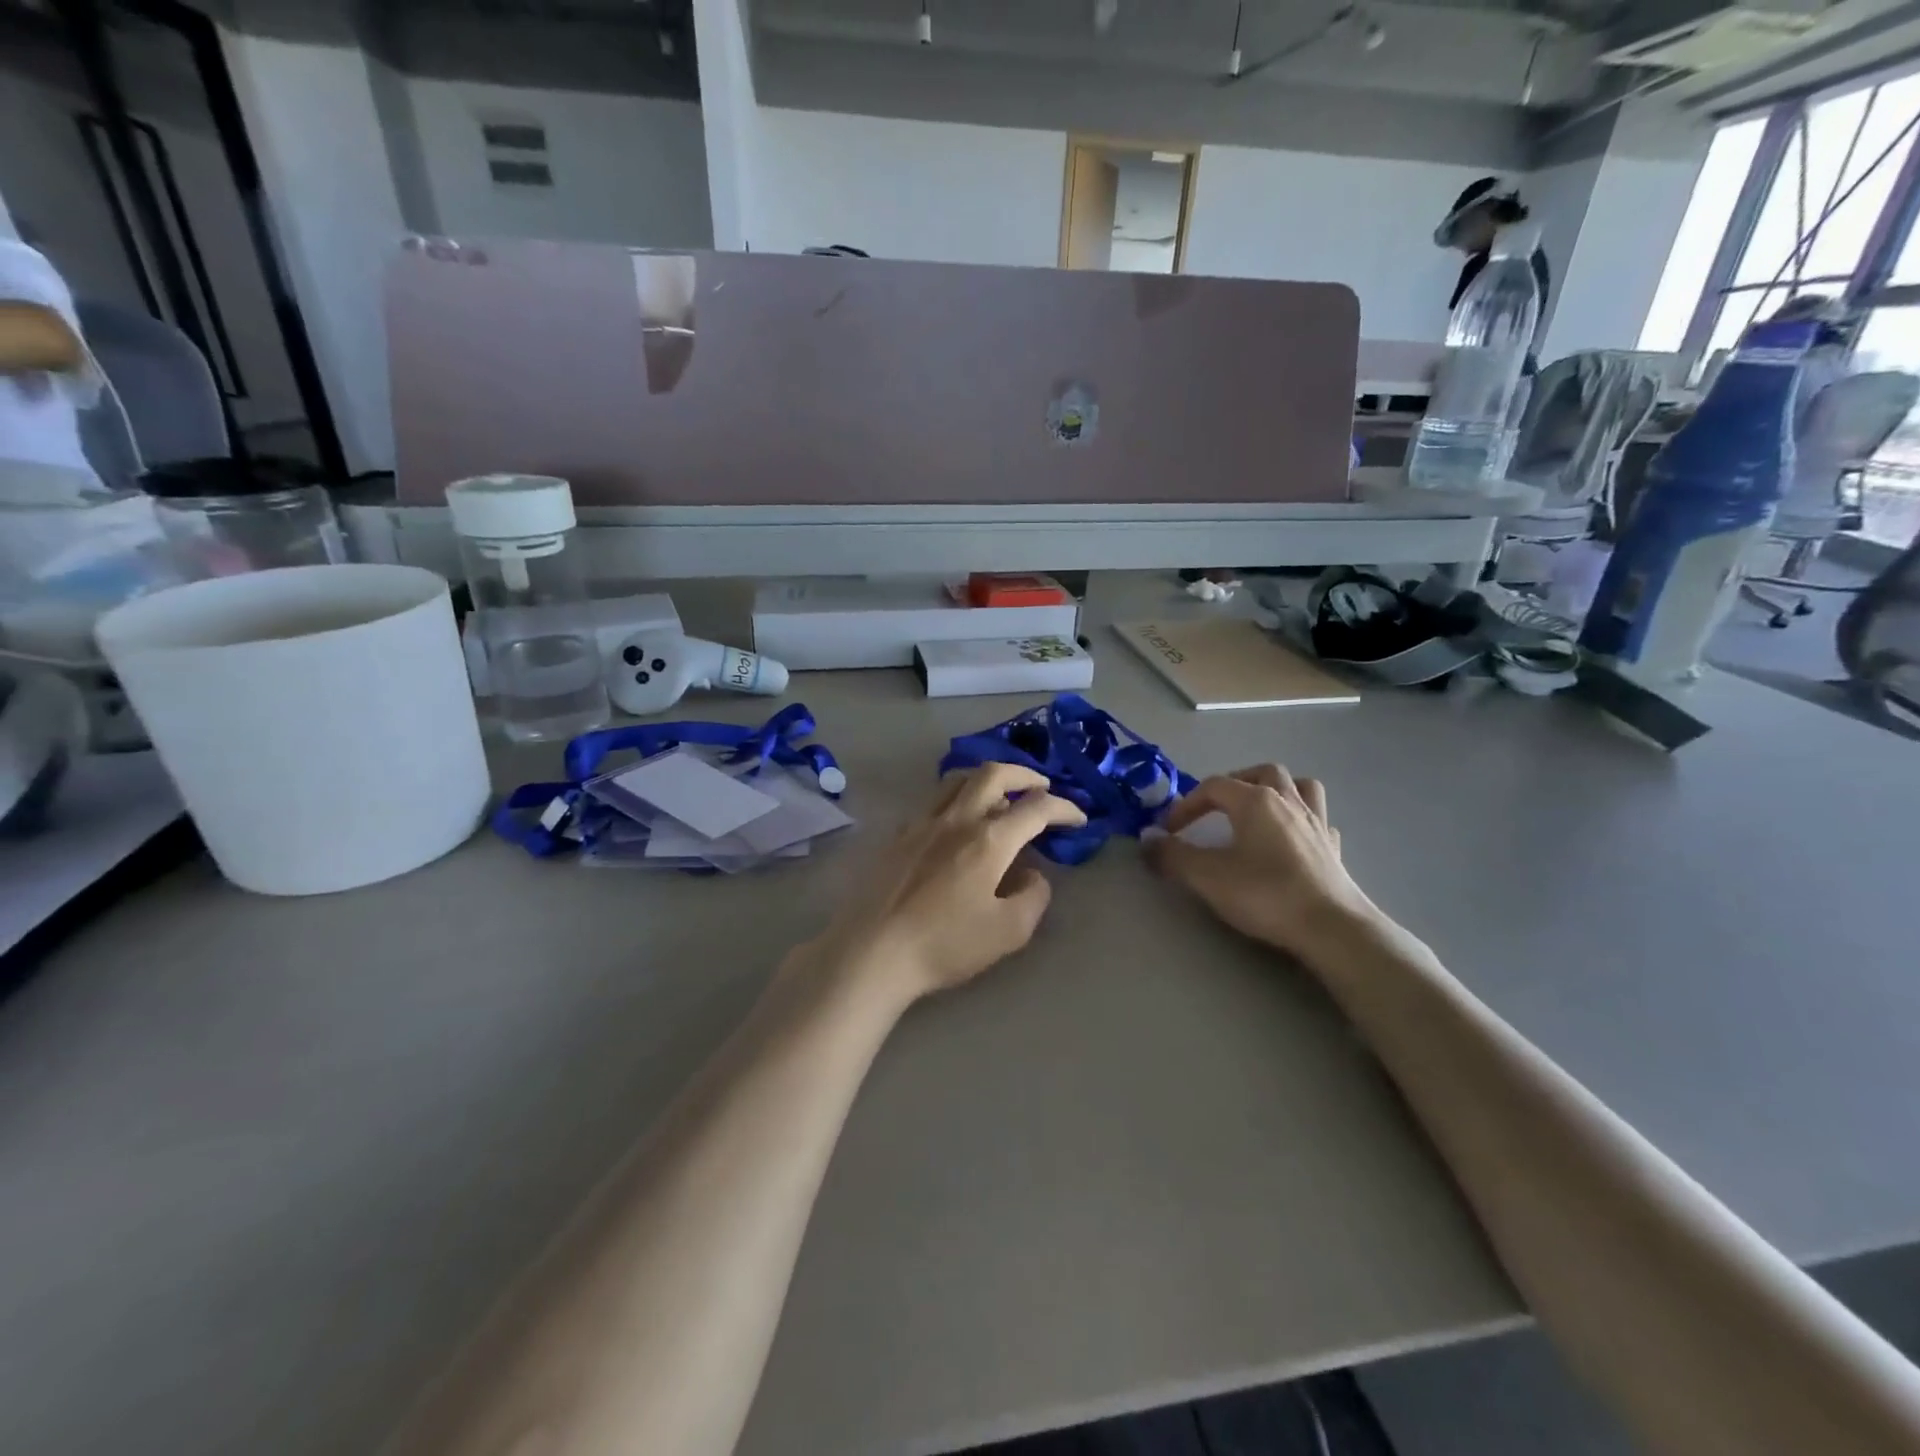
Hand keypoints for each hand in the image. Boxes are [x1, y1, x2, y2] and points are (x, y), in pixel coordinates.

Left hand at [798, 764, 1086, 1007]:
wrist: (873, 950)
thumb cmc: (944, 944)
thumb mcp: (1008, 932)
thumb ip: (1032, 897)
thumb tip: (1033, 875)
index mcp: (988, 840)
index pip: (1035, 809)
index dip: (1063, 808)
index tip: (1078, 818)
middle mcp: (956, 819)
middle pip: (993, 775)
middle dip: (1024, 775)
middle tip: (1041, 787)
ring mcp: (922, 823)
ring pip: (957, 780)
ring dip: (986, 779)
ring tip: (1000, 794)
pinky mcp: (898, 836)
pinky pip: (933, 802)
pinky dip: (956, 799)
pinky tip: (956, 823)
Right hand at [1147, 765, 1376, 963]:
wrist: (1331, 927)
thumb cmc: (1265, 894)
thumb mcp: (1206, 876)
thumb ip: (1172, 855)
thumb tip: (1147, 838)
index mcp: (1255, 800)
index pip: (1213, 787)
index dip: (1186, 804)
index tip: (1169, 831)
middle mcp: (1288, 801)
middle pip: (1261, 772)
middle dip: (1234, 784)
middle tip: (1215, 808)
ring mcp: (1316, 822)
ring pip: (1299, 786)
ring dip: (1275, 789)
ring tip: (1257, 809)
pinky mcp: (1333, 848)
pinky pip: (1317, 818)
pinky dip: (1301, 819)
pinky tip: (1291, 838)